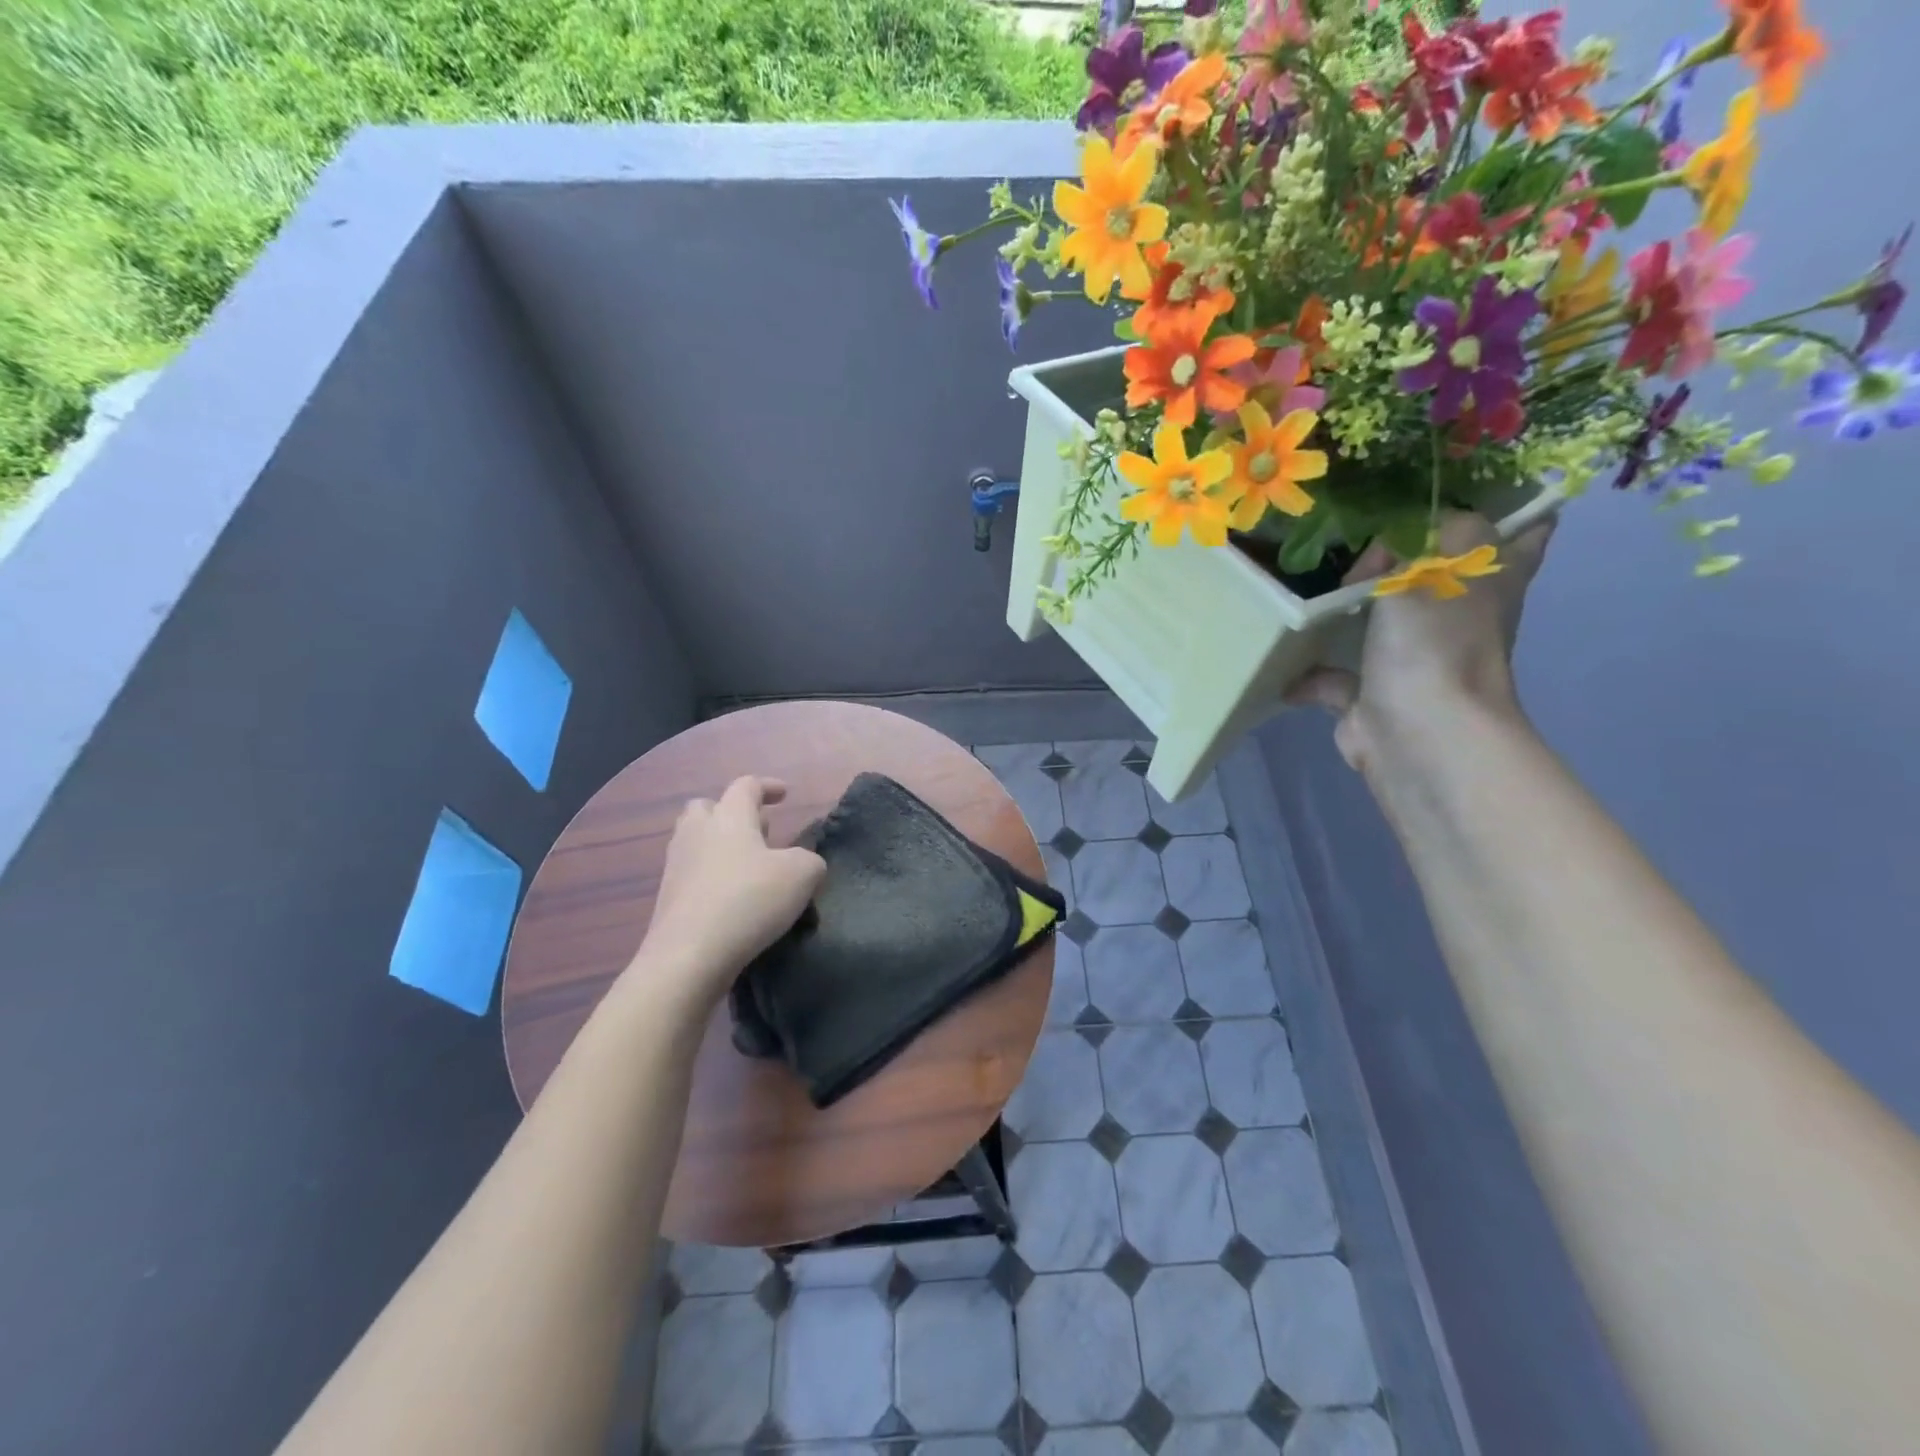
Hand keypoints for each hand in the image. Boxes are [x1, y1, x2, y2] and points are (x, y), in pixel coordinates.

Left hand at [633, 776, 826, 1006]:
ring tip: (749, 865)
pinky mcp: (667, 899)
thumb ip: (810, 860)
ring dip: (720, 845)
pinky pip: (692, 874)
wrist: (688, 956)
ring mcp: (677, 866)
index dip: (767, 786)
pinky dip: (711, 877)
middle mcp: (697, 833)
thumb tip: (803, 863)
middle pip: (708, 807)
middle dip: (732, 813)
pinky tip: (733, 897)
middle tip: (759, 830)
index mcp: (729, 817)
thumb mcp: (801, 875)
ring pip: (696, 840)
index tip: (784, 794)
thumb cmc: (748, 900)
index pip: (746, 786)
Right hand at [1287, 512, 1555, 778]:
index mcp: (1490, 580)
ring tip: (1312, 582)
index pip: (1522, 531)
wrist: (1416, 730)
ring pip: (1384, 623)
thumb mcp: (1432, 565)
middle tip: (1361, 533)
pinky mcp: (1375, 694)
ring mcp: (1416, 659)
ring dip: (1351, 609)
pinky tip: (1285, 656)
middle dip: (1404, 555)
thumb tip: (1390, 550)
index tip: (1467, 488)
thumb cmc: (1435, 640)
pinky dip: (1310, 671)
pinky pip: (1337, 674)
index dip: (1509, 508)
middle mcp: (1458, 617)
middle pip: (1440, 575)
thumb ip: (1416, 539)